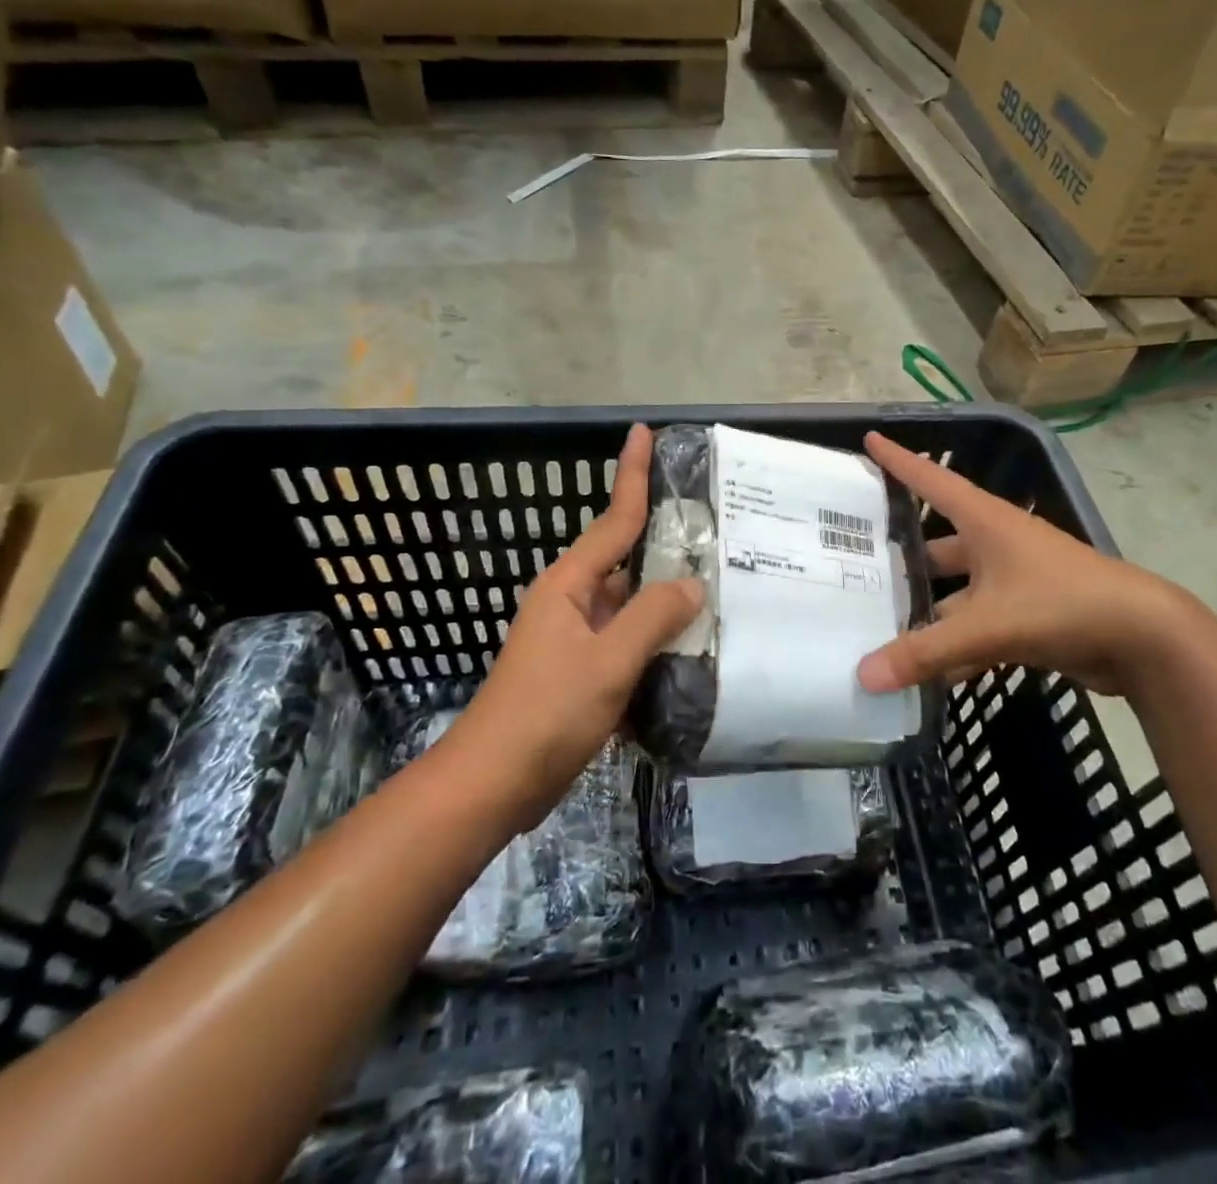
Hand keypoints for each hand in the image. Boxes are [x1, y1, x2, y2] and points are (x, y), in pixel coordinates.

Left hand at [451, 424, 701, 830]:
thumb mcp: (608, 661)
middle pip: (628, 560)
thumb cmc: (547, 712)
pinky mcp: (583, 672)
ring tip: (721, 583)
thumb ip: (653, 617)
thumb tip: (692, 583)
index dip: (631, 474)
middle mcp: (572, 601)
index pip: (613, 519)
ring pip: (632, 604)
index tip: (645, 433)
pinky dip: (657, 637)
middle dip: (667, 541)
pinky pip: (628, 640)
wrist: (494, 783)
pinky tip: (694, 644)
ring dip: (667, 596)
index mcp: (569, 585)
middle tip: (719, 524)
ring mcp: (577, 638)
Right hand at [856, 432, 1196, 696]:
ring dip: (928, 612)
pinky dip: (956, 645)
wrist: (1144, 638)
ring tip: (881, 627)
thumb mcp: (988, 625)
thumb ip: (926, 652)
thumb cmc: (1062, 604)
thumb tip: (863, 677)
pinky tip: (928, 671)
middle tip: (856, 568)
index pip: (931, 481)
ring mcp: (1014, 581)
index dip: (899, 460)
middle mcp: (996, 544)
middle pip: (937, 545)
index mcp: (985, 522)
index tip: (869, 438)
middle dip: (902, 558)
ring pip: (956, 592)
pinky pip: (978, 625)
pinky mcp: (1028, 615)